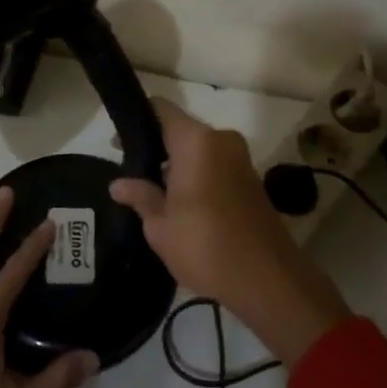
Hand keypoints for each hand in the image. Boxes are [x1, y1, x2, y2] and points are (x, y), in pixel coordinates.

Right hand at [110, 100, 350, 367]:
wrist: (267, 278)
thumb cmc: (205, 245)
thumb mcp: (161, 226)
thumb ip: (140, 197)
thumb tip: (119, 184)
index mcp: (196, 140)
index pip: (161, 109)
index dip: (138, 121)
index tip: (118, 143)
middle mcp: (221, 139)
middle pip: (181, 130)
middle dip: (157, 148)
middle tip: (132, 173)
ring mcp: (240, 158)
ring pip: (199, 149)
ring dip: (178, 165)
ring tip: (153, 193)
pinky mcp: (251, 178)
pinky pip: (215, 164)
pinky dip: (197, 175)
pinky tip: (182, 204)